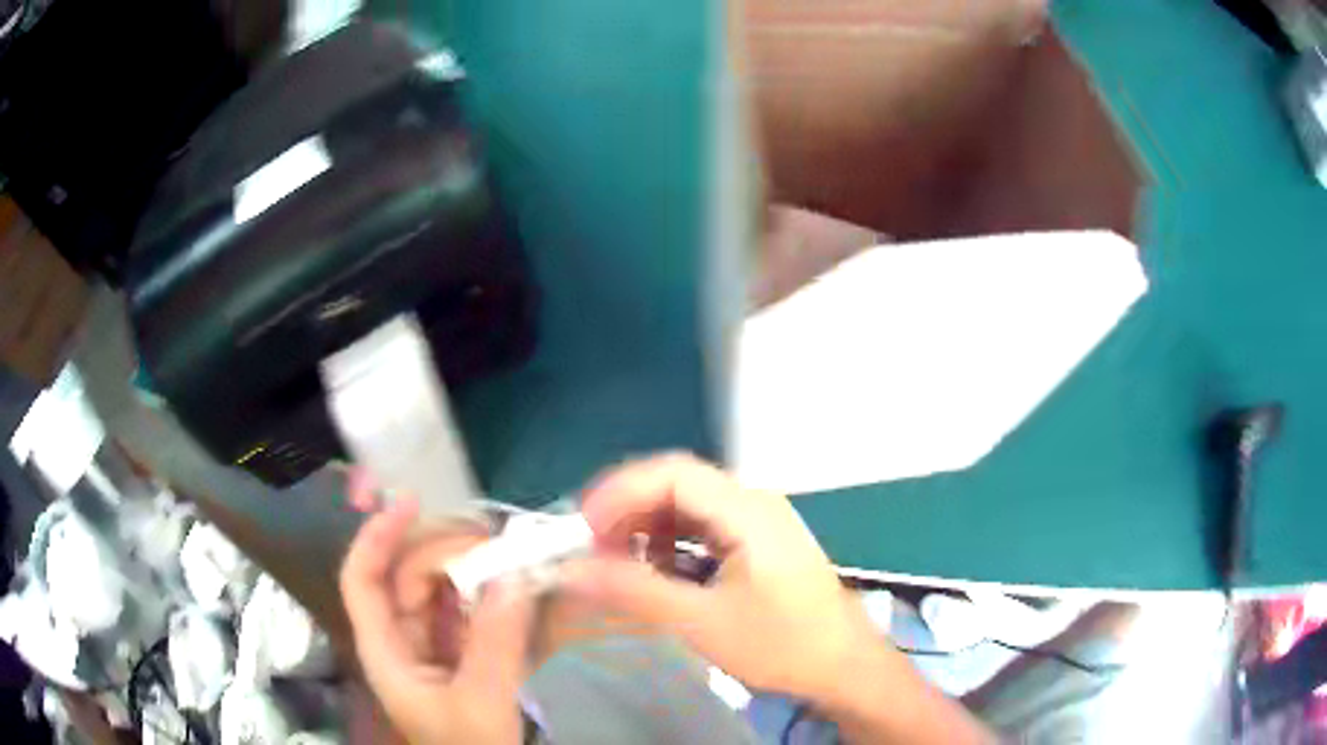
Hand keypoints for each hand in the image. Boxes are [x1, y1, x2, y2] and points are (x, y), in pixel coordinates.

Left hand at [340, 472, 535, 744]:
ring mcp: (433, 646)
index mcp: (387, 651)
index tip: (410, 501)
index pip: (362, 579)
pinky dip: (487, 592)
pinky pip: (467, 609)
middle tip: (495, 546)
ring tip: (509, 559)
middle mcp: (403, 640)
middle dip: (443, 551)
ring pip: (439, 589)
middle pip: (405, 575)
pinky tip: (513, 585)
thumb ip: (495, 641)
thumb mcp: (482, 702)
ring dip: (469, 568)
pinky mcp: (462, 652)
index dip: (376, 536)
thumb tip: (514, 576)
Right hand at [559, 453, 878, 703]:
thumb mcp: (702, 623)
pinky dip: (671, 544)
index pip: (672, 473)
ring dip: (647, 527)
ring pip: (689, 506)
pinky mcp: (759, 544)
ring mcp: (759, 522)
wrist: (844, 667)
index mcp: (747, 510)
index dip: (621, 492)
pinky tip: (659, 572)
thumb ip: (635, 592)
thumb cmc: (783, 645)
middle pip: (678, 484)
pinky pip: (704, 528)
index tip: (584, 529)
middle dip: (629, 511)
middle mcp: (753, 503)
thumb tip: (572, 571)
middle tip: (594, 549)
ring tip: (618, 562)